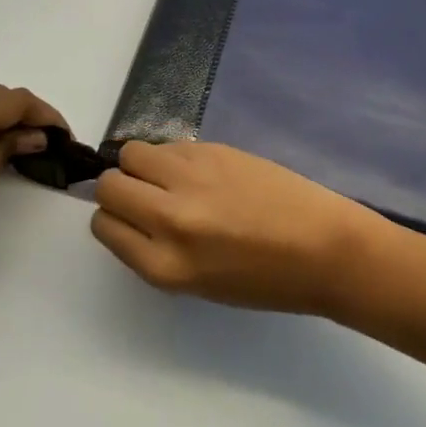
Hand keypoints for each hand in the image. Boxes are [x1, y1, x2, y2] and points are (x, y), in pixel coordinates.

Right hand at [91, 141, 387, 315]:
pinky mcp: (214, 149)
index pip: (104, 226)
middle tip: (143, 195)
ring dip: (140, 165)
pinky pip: (169, 144)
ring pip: (132, 153)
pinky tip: (197, 170)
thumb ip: (157, 249)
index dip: (112, 219)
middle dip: (118, 188)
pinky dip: (171, 155)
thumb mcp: (197, 283)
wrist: (321, 246)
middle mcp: (169, 218)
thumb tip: (132, 214)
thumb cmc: (264, 280)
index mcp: (165, 266)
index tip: (127, 218)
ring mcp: (192, 178)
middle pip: (110, 185)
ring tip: (168, 178)